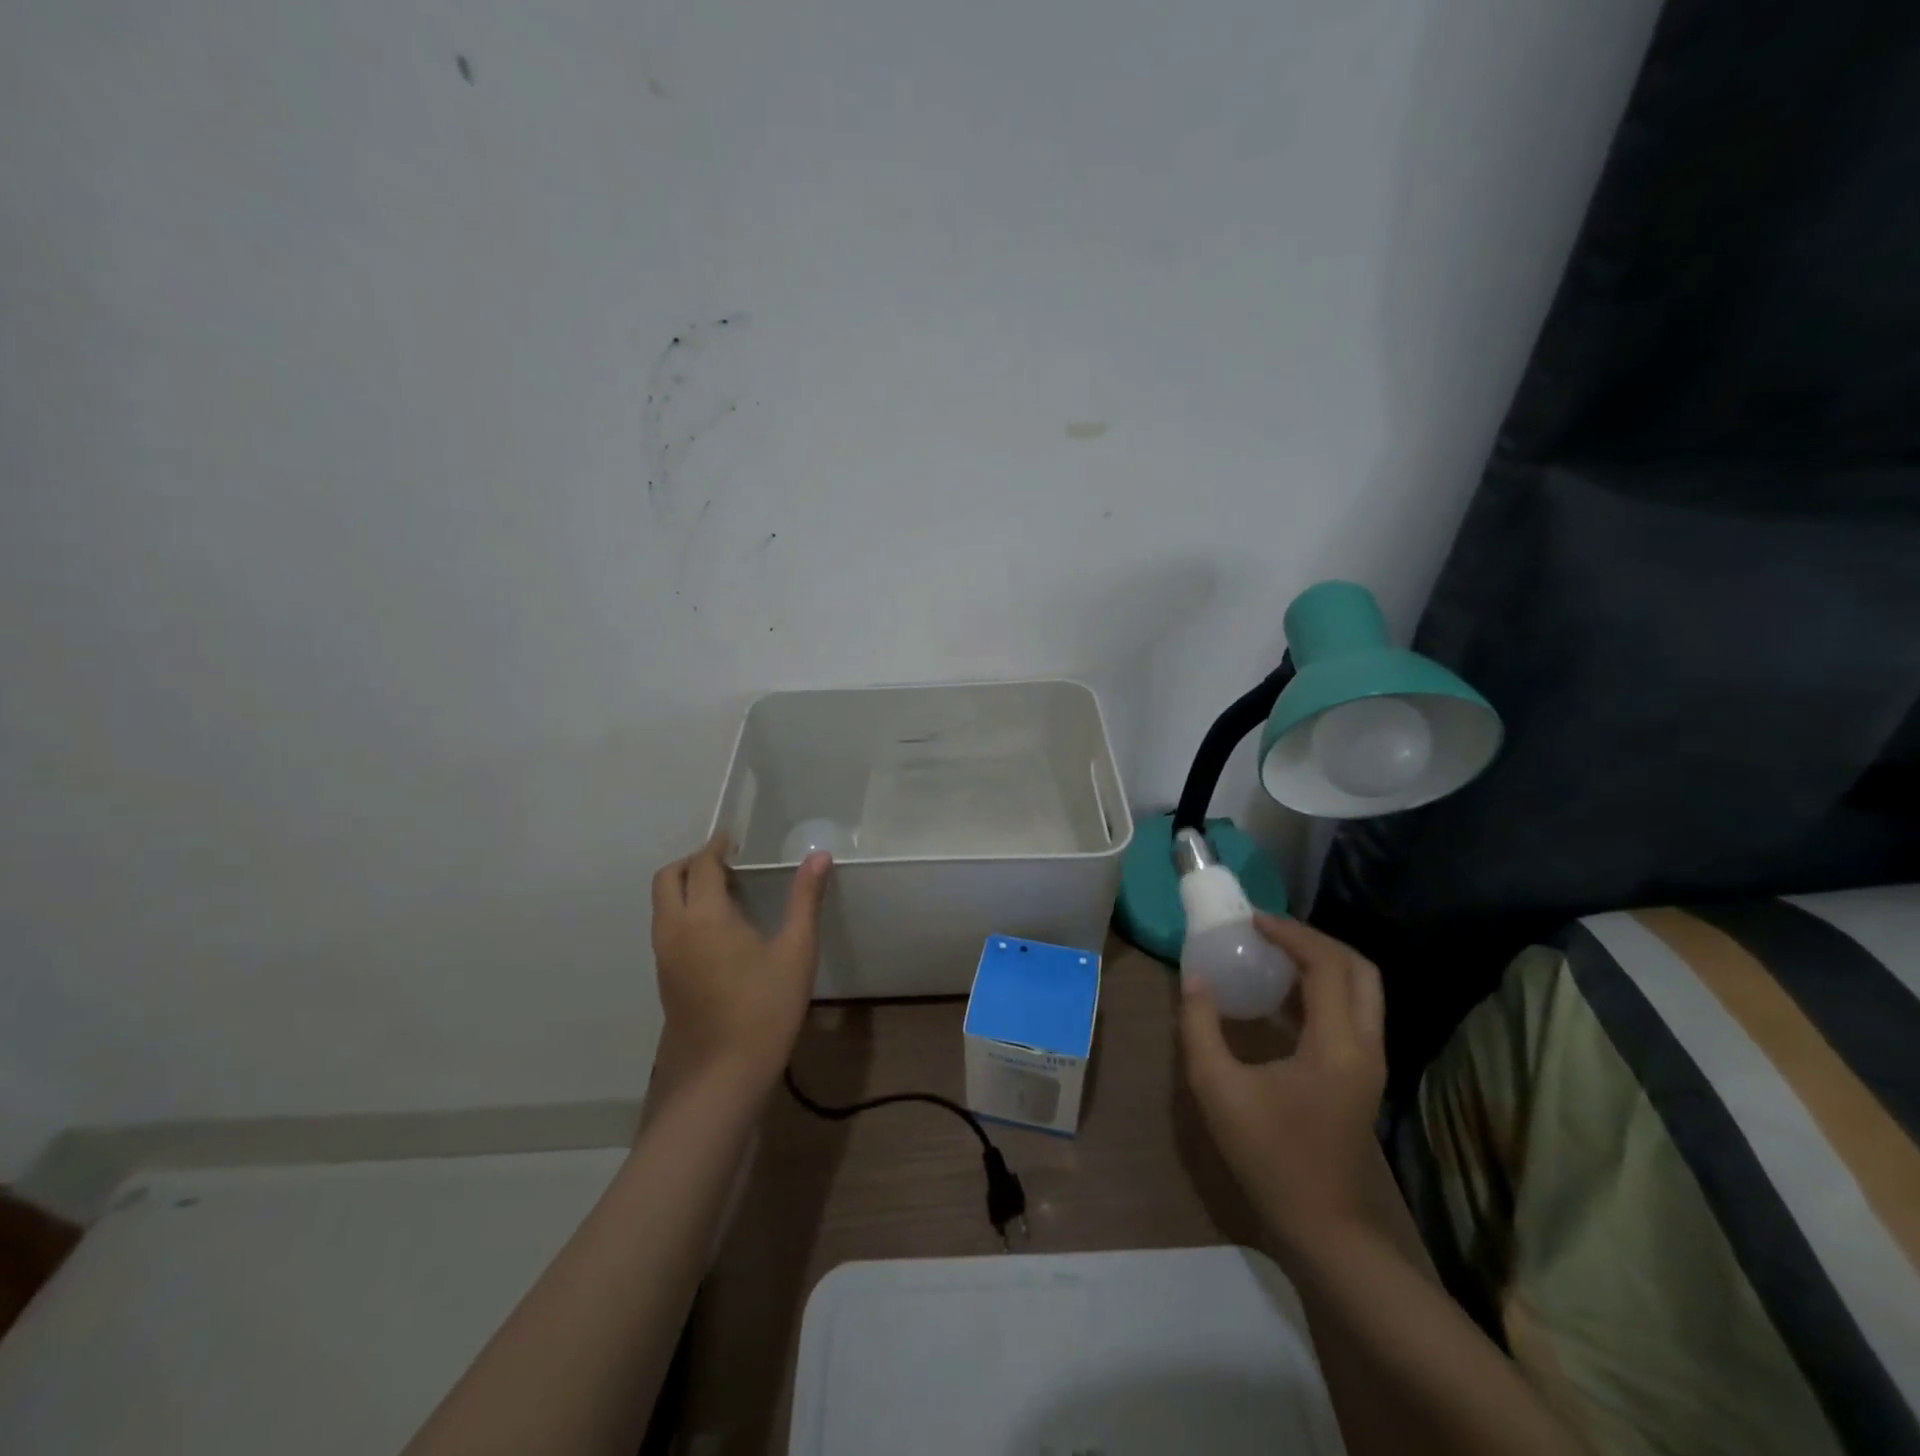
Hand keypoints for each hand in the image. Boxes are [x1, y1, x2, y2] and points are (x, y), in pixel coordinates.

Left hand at [648, 834, 831, 1100]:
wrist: (723, 1074)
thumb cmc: (765, 1007)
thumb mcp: (796, 950)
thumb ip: (805, 899)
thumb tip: (819, 856)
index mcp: (704, 916)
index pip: (703, 865)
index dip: (717, 846)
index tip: (734, 838)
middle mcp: (674, 929)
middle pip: (668, 878)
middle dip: (694, 861)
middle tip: (728, 861)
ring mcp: (664, 956)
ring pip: (662, 904)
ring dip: (685, 885)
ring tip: (725, 890)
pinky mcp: (665, 978)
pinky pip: (666, 926)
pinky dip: (683, 909)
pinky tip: (717, 928)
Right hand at [1180, 915, 1386, 1256]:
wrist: (1323, 1227)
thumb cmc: (1269, 1156)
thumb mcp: (1217, 1088)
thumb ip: (1200, 1026)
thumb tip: (1194, 978)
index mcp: (1337, 1045)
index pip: (1326, 965)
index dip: (1291, 934)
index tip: (1252, 921)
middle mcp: (1366, 1045)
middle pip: (1359, 969)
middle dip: (1315, 940)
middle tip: (1269, 931)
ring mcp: (1370, 1061)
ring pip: (1362, 989)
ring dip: (1322, 962)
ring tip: (1273, 951)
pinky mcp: (1362, 1074)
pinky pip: (1352, 1012)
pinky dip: (1323, 987)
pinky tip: (1281, 992)